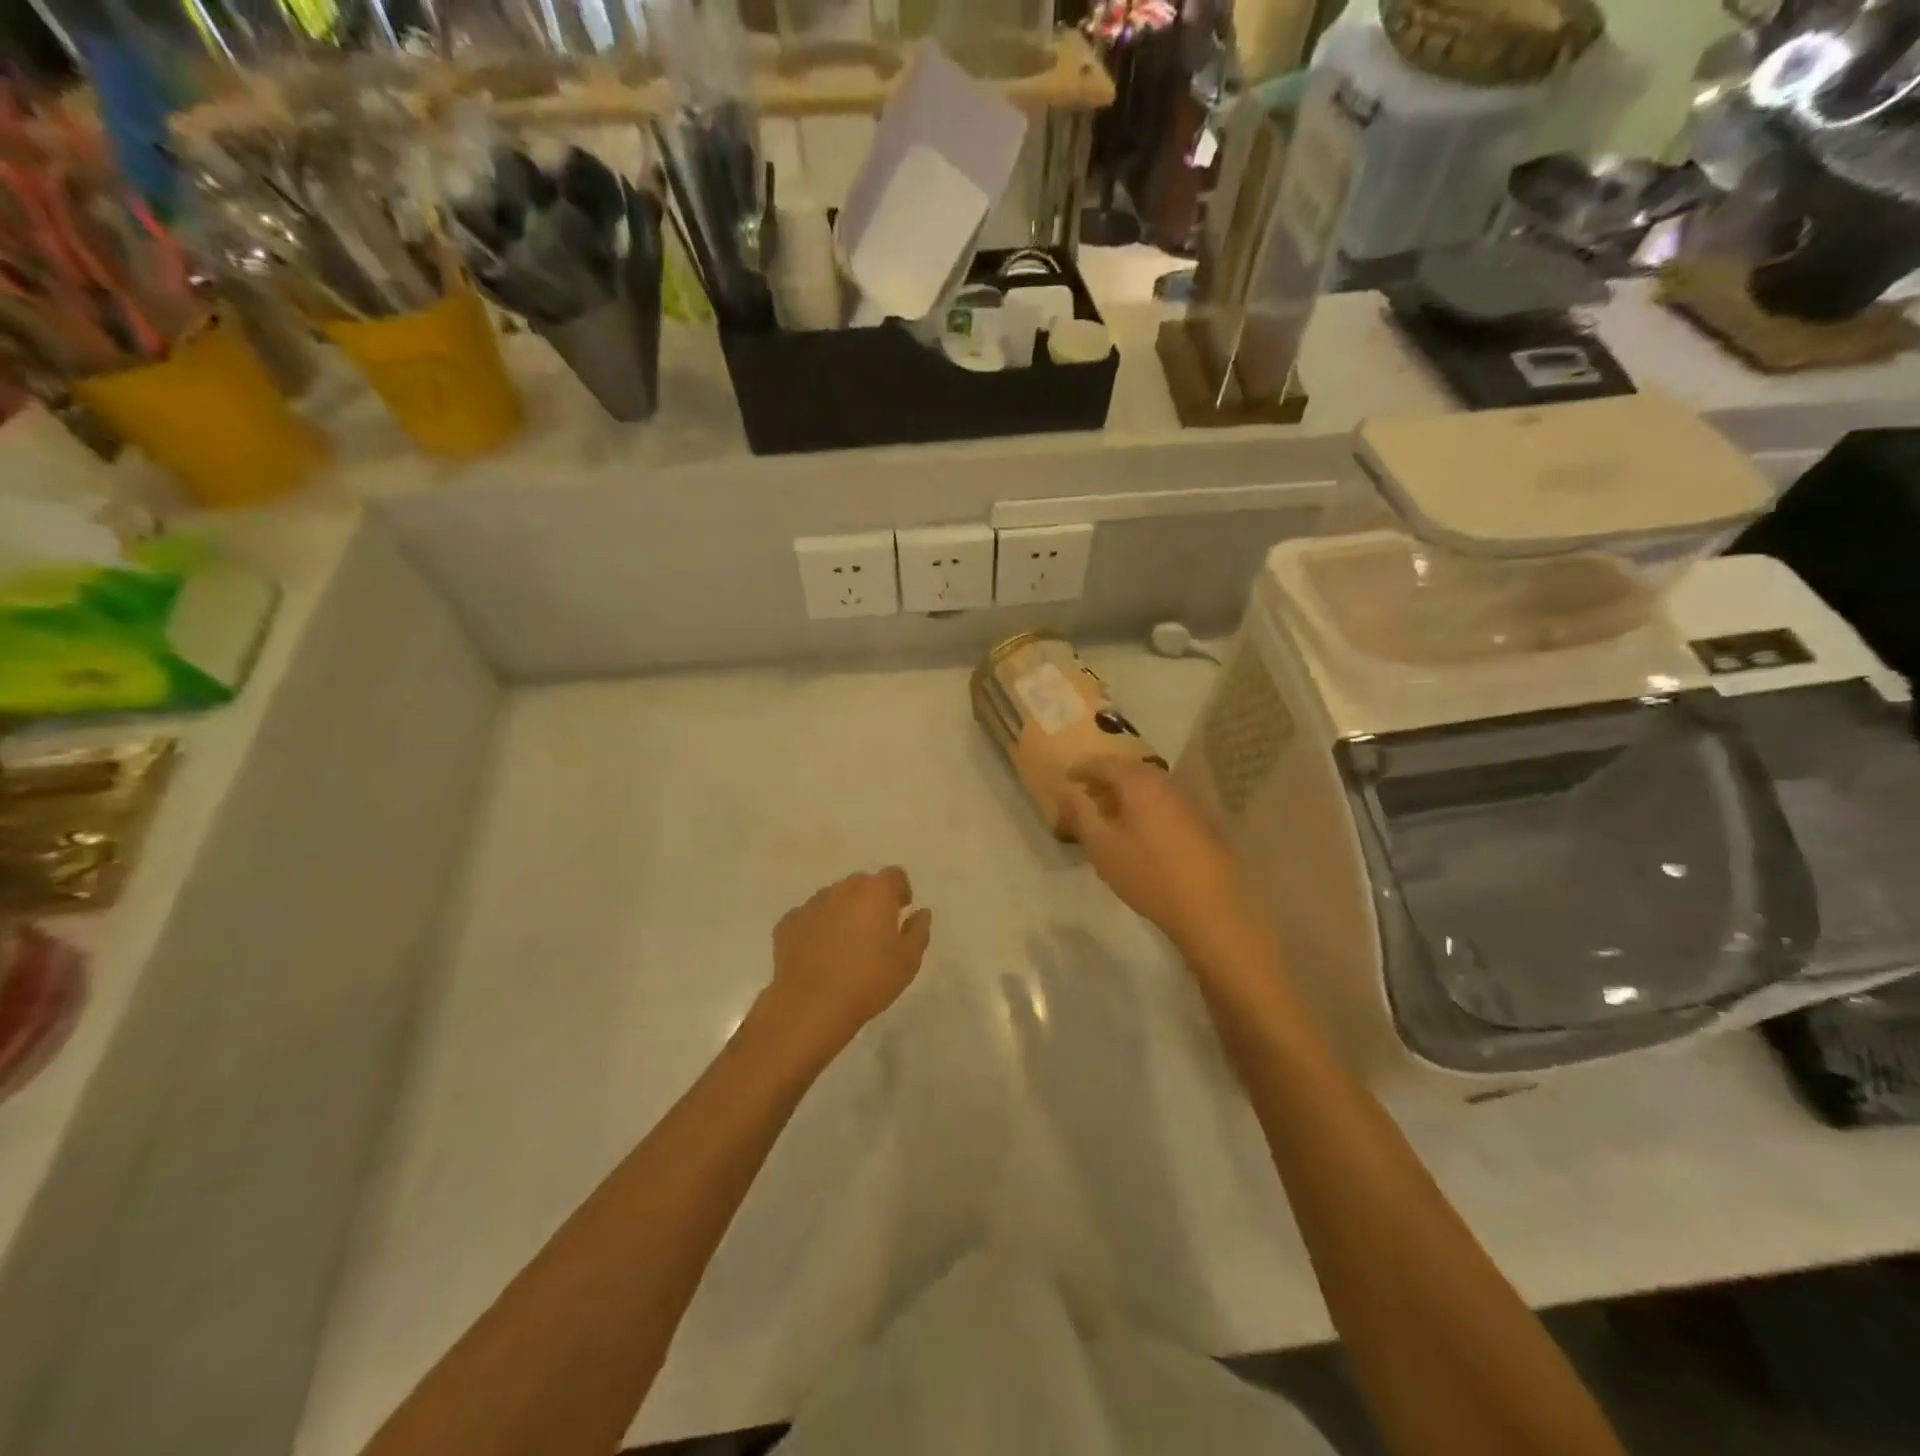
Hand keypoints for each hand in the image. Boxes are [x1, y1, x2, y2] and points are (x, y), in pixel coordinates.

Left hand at [765, 868, 931, 1056]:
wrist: (812, 1005)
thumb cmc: (869, 980)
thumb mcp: (908, 960)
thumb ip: (918, 930)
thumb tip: (920, 913)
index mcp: (875, 891)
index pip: (894, 876)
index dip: (900, 891)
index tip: (901, 913)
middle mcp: (842, 889)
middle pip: (862, 885)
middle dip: (870, 901)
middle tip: (874, 933)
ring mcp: (812, 904)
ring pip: (833, 900)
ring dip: (842, 913)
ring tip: (844, 947)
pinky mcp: (788, 923)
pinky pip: (809, 918)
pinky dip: (816, 929)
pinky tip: (818, 956)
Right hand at [1059, 759, 1251, 955]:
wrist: (1209, 907)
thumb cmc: (1147, 874)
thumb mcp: (1101, 846)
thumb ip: (1080, 813)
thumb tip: (1064, 789)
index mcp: (1139, 782)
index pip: (1104, 764)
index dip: (1082, 769)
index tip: (1066, 778)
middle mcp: (1166, 783)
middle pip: (1129, 772)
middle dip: (1105, 782)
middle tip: (1085, 798)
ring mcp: (1188, 802)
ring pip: (1148, 788)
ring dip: (1125, 796)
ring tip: (1108, 817)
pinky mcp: (1201, 822)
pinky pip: (1163, 803)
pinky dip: (1144, 808)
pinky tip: (1138, 832)